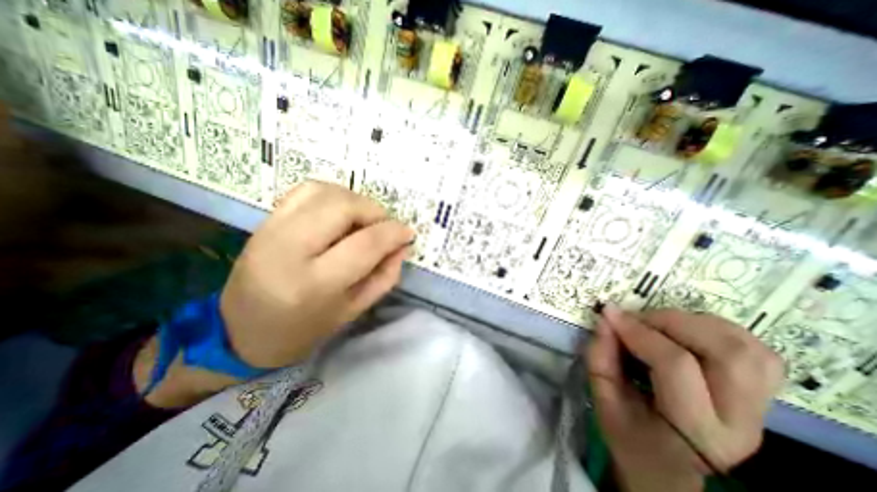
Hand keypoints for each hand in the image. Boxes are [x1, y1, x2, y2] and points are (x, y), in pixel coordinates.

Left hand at [221, 181, 414, 369]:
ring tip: (364, 220)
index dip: (393, 233)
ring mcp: (271, 229)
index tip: (408, 233)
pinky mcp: (265, 220)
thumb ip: (384, 276)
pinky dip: (332, 195)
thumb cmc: (303, 330)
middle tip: (384, 227)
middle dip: (375, 212)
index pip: (365, 243)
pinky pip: (306, 191)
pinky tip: (340, 213)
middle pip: (343, 207)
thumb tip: (402, 246)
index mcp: (313, 283)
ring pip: (325, 192)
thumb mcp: (353, 311)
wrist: (239, 331)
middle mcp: (289, 249)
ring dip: (355, 201)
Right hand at [586, 305, 783, 489]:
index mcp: (695, 431)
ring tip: (659, 323)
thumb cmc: (628, 436)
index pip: (675, 364)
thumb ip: (599, 358)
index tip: (609, 314)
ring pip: (748, 348)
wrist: (666, 468)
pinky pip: (756, 351)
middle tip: (637, 318)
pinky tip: (687, 331)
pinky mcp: (761, 397)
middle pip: (727, 352)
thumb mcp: (602, 400)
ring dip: (697, 322)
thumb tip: (605, 320)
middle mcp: (740, 422)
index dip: (638, 331)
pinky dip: (719, 330)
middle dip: (672, 321)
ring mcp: (761, 410)